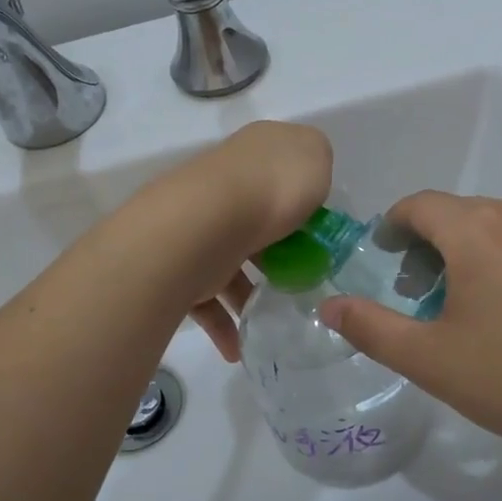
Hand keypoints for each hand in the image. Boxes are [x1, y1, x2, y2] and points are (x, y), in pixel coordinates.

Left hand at [138, 122, 331, 361]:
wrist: (204, 222)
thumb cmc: (272, 188)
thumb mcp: (315, 157)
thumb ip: (316, 164)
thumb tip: (305, 178)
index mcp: (256, 153)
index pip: (281, 171)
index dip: (303, 199)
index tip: (320, 233)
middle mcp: (224, 183)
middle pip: (256, 216)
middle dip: (275, 250)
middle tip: (299, 279)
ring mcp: (199, 222)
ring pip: (229, 259)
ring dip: (248, 295)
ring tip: (270, 322)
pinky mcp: (181, 260)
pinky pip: (204, 296)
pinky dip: (222, 323)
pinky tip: (238, 347)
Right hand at [317, 192, 501, 474]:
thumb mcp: (430, 359)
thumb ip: (370, 327)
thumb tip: (328, 306)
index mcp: (477, 227)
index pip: (419, 205)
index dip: (392, 227)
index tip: (382, 258)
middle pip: (458, 215)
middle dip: (429, 247)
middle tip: (418, 296)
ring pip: (495, 229)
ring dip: (468, 255)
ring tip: (463, 309)